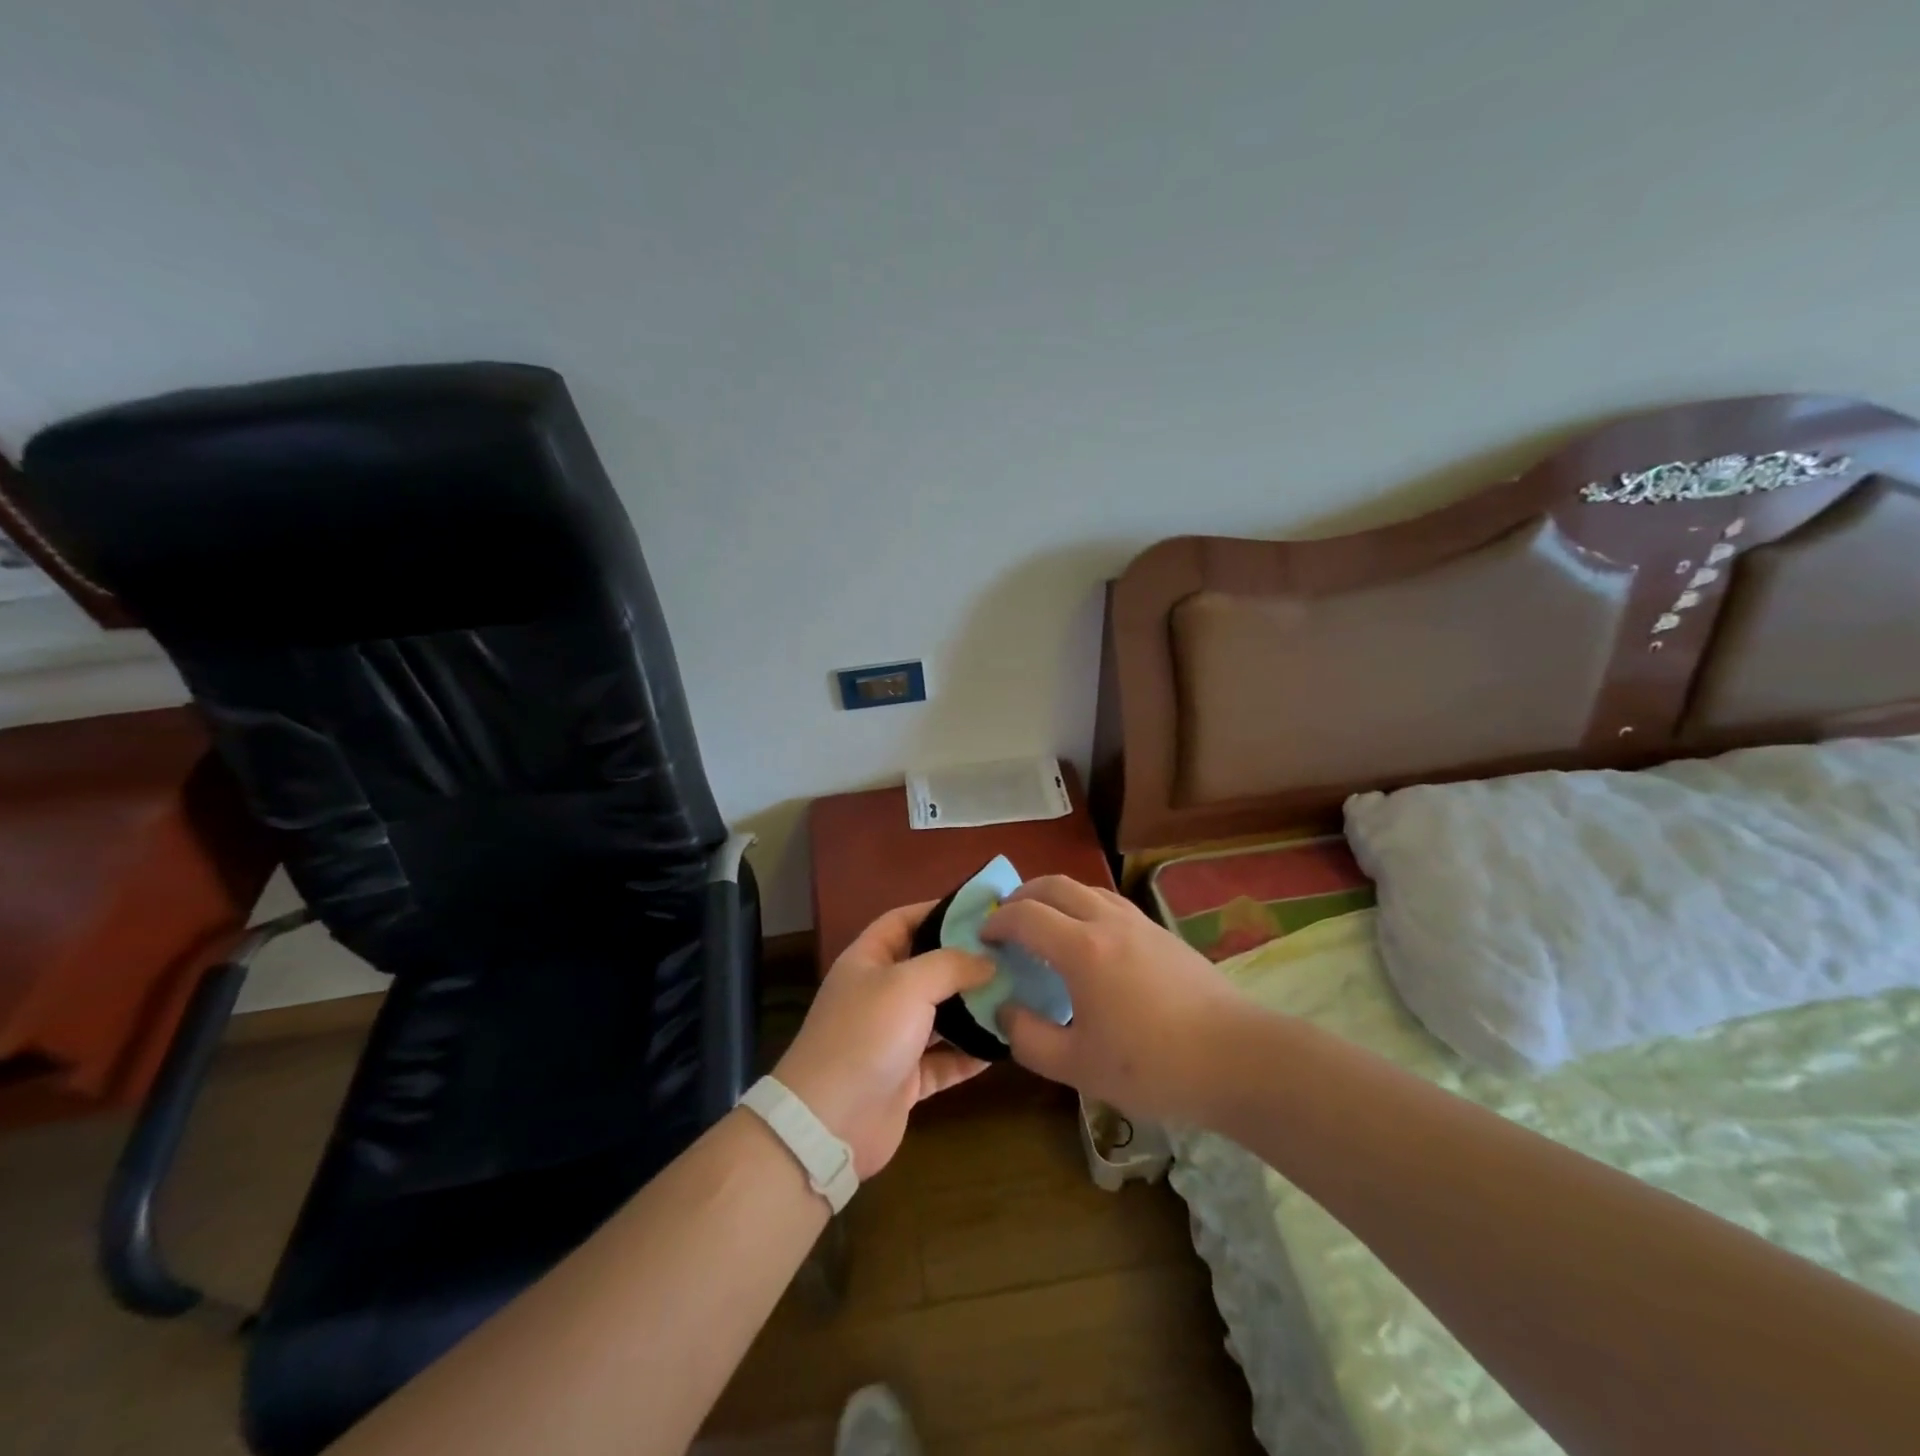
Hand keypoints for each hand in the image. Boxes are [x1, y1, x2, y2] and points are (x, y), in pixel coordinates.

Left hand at [772, 901, 994, 1178]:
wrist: (830, 1123)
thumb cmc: (866, 1035)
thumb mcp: (908, 984)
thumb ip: (952, 965)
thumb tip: (989, 961)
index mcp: (868, 961)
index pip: (902, 921)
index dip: (937, 911)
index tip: (981, 911)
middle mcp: (878, 995)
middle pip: (926, 968)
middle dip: (964, 962)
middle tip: (1010, 956)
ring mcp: (891, 1038)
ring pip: (939, 1016)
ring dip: (972, 1009)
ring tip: (1016, 996)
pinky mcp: (905, 1079)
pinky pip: (944, 1060)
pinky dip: (970, 1054)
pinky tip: (1004, 1045)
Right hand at [983, 876, 1242, 1123]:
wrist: (1238, 1059)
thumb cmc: (1154, 1067)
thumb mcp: (1078, 1068)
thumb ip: (1029, 1038)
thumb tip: (1006, 1009)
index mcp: (1082, 949)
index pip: (1025, 916)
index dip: (996, 922)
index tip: (982, 938)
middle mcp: (1108, 922)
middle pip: (1054, 885)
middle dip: (1021, 896)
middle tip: (1005, 921)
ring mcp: (1139, 923)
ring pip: (1086, 888)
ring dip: (1055, 896)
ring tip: (1044, 924)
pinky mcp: (1162, 933)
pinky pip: (1110, 903)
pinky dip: (1083, 906)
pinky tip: (1089, 940)